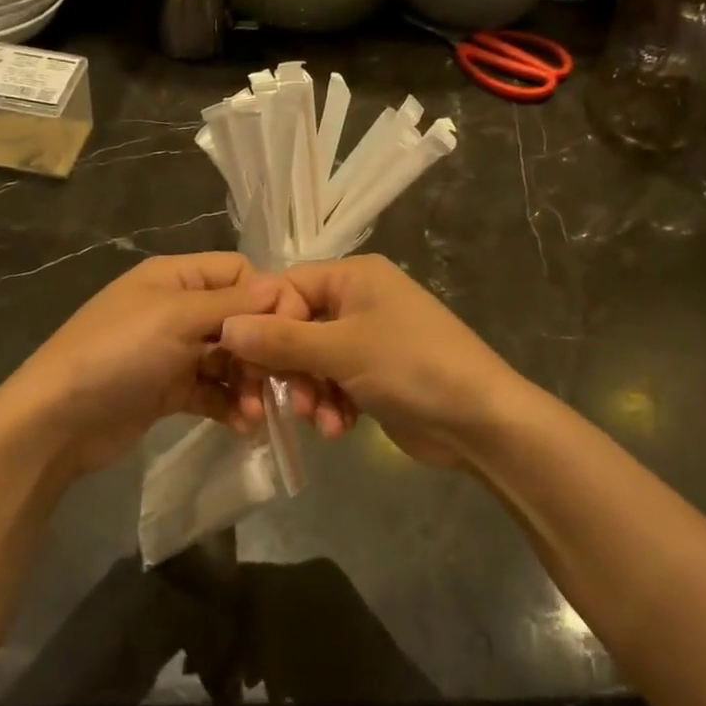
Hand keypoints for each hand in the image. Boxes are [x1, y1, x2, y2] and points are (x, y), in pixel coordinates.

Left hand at [0, 253, 300, 476]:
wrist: (58, 420)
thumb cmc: (118, 354)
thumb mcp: (175, 318)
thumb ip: (232, 303)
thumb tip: (282, 286)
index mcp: (176, 277)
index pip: (239, 272)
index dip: (269, 298)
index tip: (291, 332)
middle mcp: (177, 309)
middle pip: (239, 319)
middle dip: (262, 349)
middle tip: (280, 382)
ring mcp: (173, 352)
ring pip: (230, 359)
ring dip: (249, 384)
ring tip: (257, 412)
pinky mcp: (170, 390)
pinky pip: (213, 391)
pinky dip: (230, 405)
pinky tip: (243, 426)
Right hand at [219, 255, 521, 466]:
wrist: (480, 422)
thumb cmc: (411, 367)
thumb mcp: (342, 349)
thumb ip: (281, 339)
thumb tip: (225, 326)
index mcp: (354, 276)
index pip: (286, 288)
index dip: (264, 323)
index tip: (248, 360)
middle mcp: (359, 300)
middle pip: (296, 327)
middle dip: (287, 367)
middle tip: (277, 400)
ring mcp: (368, 339)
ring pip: (312, 360)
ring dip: (308, 392)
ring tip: (318, 419)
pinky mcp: (374, 374)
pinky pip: (333, 382)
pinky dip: (330, 405)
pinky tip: (337, 428)